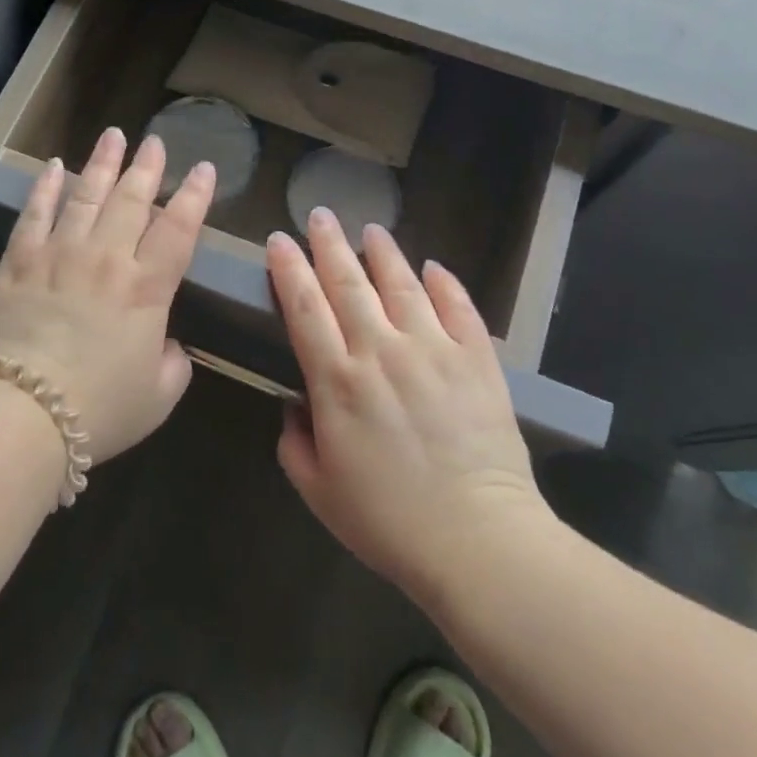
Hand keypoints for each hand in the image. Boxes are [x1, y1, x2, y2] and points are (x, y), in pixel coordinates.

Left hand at [0, 127, 215, 463]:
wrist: (21, 414)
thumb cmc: (99, 410)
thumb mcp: (158, 397)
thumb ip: (174, 363)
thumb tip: (167, 343)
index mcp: (147, 288)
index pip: (179, 229)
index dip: (194, 196)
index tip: (203, 169)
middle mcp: (107, 258)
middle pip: (132, 200)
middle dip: (147, 168)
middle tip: (156, 142)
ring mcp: (59, 255)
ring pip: (86, 196)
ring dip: (102, 164)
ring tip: (114, 136)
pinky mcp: (19, 263)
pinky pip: (34, 214)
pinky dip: (44, 188)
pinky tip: (52, 166)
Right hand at [269, 210, 559, 602]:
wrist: (478, 541)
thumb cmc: (389, 522)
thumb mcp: (319, 491)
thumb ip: (295, 443)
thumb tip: (295, 406)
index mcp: (337, 381)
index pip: (304, 307)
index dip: (288, 269)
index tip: (279, 240)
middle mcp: (381, 351)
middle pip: (348, 283)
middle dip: (328, 244)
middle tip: (319, 215)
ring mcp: (433, 350)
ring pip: (402, 285)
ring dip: (383, 253)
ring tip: (371, 230)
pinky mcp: (476, 360)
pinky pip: (458, 308)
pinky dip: (445, 284)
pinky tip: (433, 267)